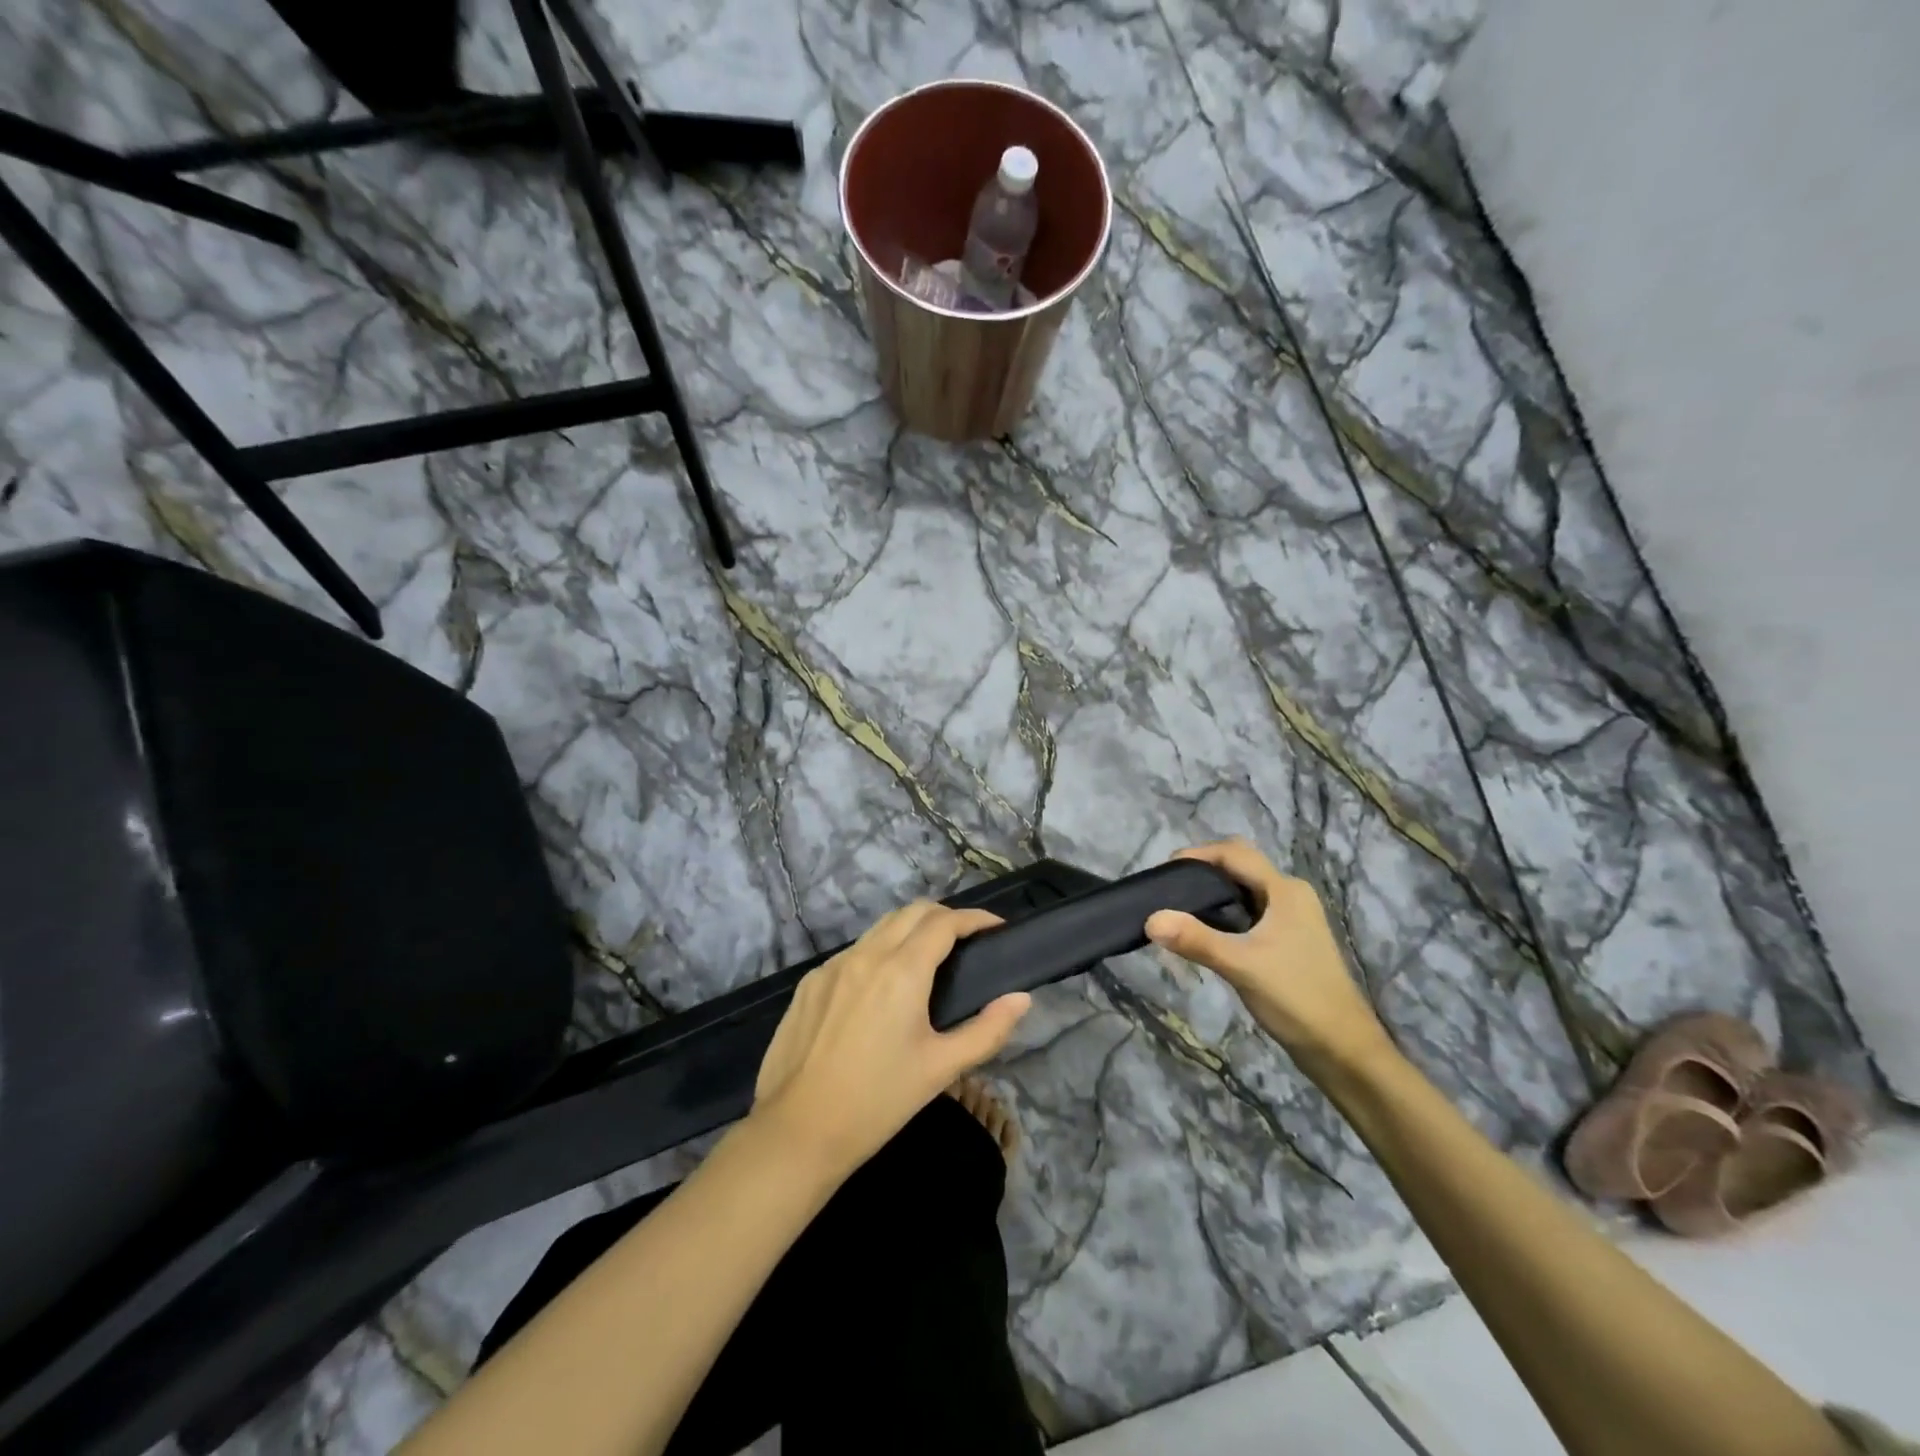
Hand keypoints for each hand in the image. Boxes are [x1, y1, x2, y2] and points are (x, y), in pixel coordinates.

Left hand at [751, 901, 1031, 1178]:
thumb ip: (987, 1030)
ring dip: (910, 930)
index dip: (975, 918)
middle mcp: (866, 955)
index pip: (945, 922)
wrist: (797, 1132)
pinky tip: (882, 989)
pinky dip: (879, 953)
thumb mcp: (941, 1069)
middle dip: (945, 916)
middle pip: (912, 911)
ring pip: (880, 928)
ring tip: (930, 960)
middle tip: (968, 941)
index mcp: (902, 971)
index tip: (997, 928)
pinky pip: (853, 953)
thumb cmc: (877, 1102)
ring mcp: (832, 966)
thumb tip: (1021, 998)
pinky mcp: (810, 983)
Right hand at [1145, 839, 1392, 1078]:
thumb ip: (1195, 940)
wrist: (1342, 1049)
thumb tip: (1150, 919)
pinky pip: (1249, 912)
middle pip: (1239, 867)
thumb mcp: (1241, 966)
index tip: (1163, 872)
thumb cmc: (1296, 998)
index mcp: (1285, 890)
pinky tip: (1204, 933)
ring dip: (1212, 894)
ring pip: (1244, 890)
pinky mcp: (1288, 939)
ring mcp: (1291, 918)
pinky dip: (1224, 913)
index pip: (1234, 853)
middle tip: (1169, 891)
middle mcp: (1290, 895)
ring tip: (1178, 910)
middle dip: (1203, 871)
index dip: (1197, 854)